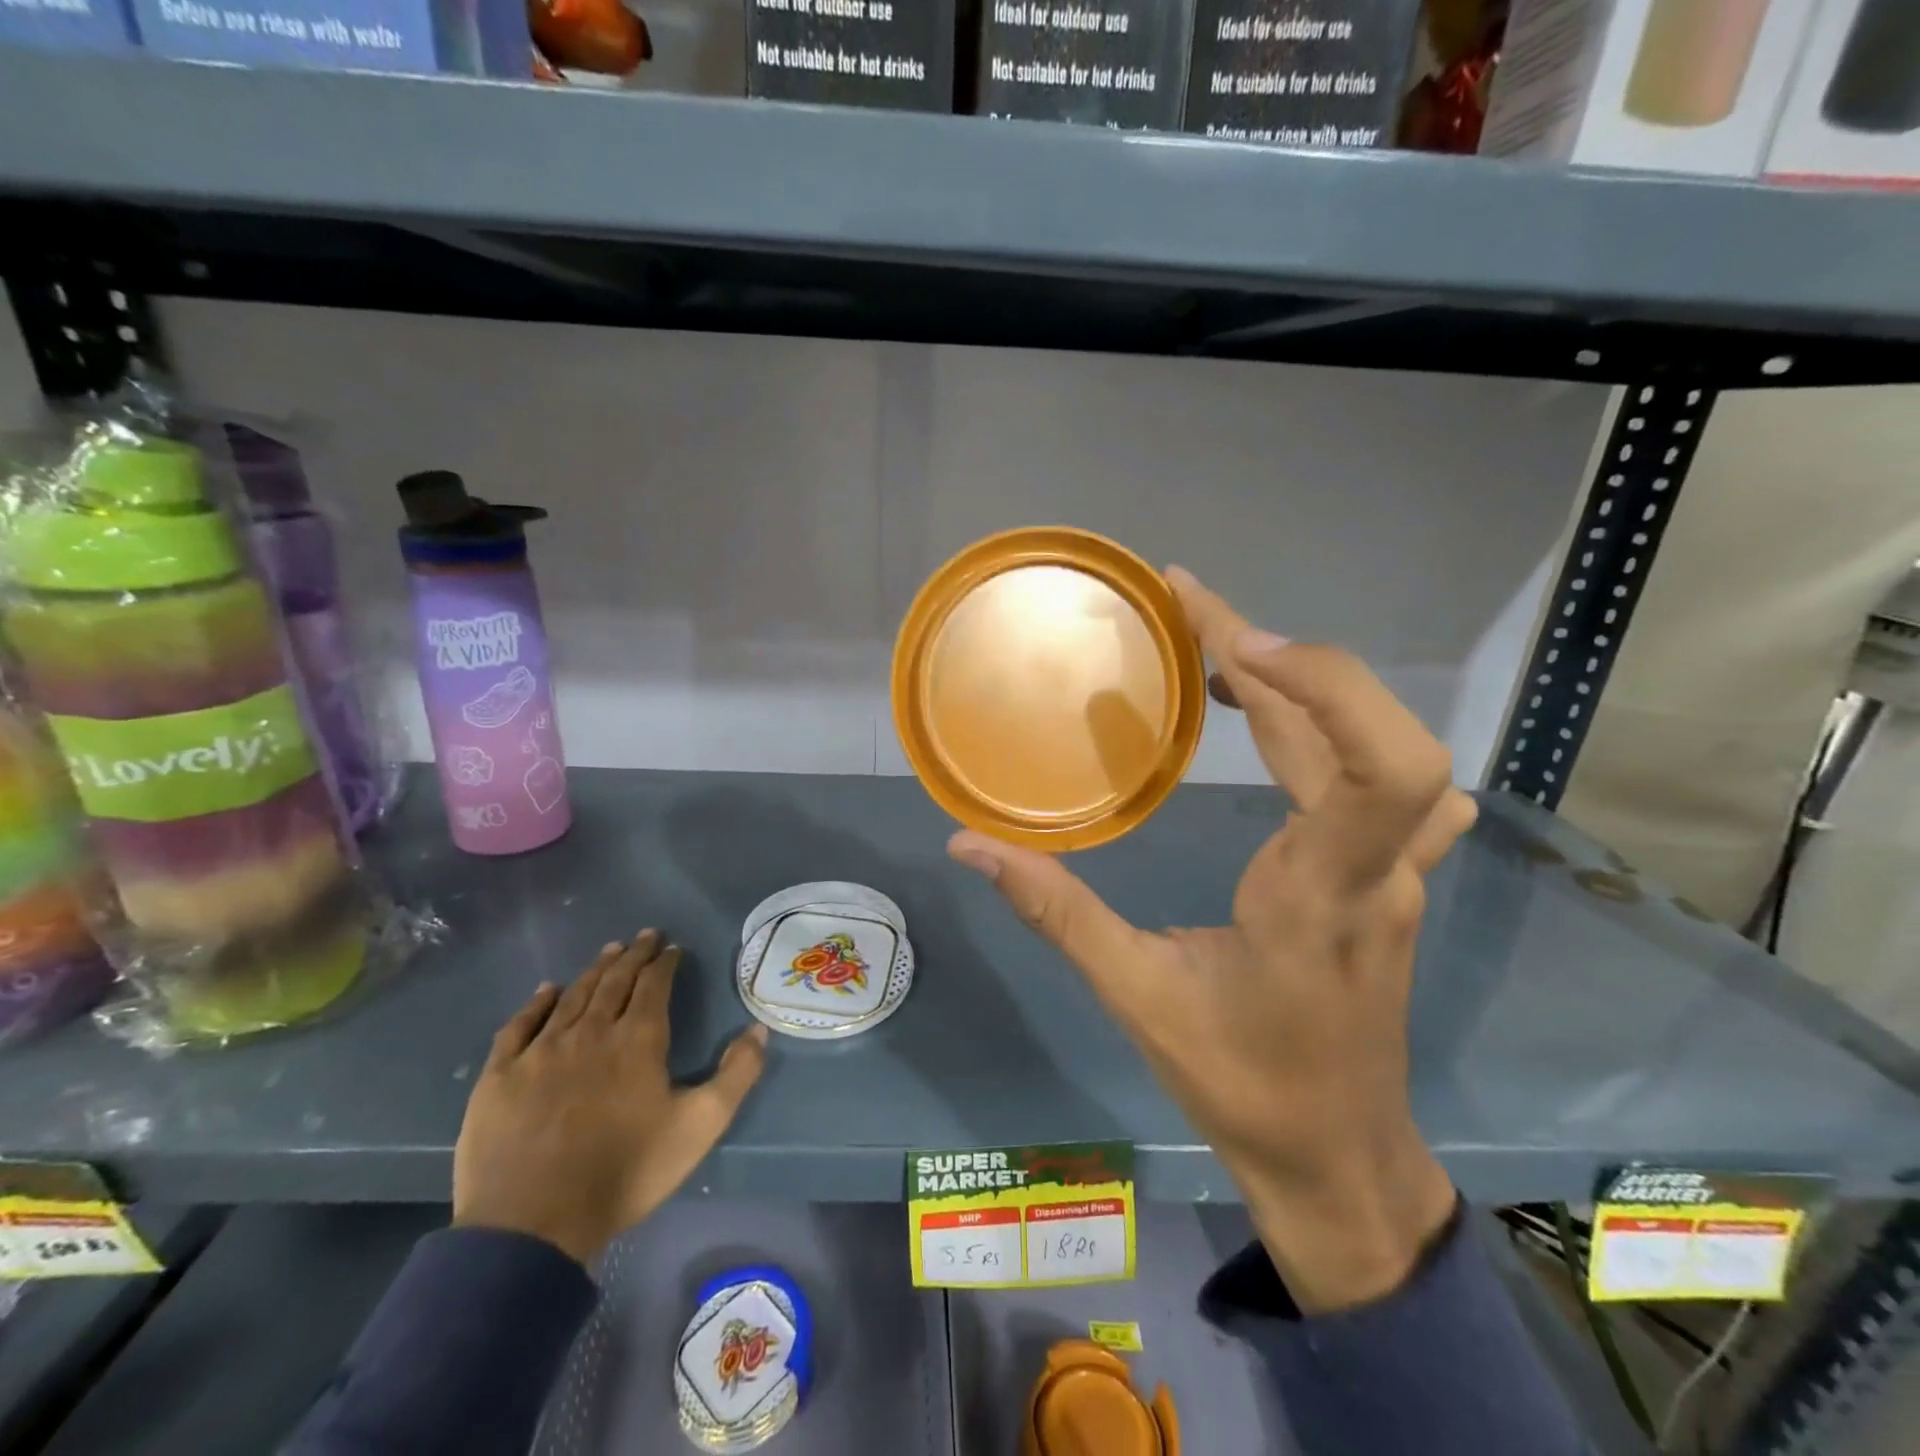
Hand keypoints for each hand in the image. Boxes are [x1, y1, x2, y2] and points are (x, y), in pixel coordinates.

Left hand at [453, 930, 768, 1265]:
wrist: (532, 1227)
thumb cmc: (625, 1172)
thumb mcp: (700, 1126)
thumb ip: (736, 1074)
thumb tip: (759, 1029)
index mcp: (637, 1039)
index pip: (654, 984)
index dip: (665, 962)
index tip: (673, 948)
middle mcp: (590, 1032)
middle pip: (614, 981)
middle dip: (633, 955)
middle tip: (645, 936)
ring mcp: (541, 1051)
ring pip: (572, 996)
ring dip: (594, 970)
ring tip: (609, 951)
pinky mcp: (501, 1075)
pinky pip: (520, 1025)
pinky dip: (537, 1003)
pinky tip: (547, 990)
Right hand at [948, 567, 1476, 1313]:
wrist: (1339, 1159)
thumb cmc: (1242, 1084)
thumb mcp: (1137, 997)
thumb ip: (1056, 914)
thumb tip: (970, 848)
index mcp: (1318, 893)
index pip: (1377, 766)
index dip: (1319, 683)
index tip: (1230, 642)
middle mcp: (1374, 870)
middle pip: (1374, 732)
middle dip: (1282, 653)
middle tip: (1188, 605)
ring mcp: (1396, 875)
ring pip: (1378, 750)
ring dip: (1306, 686)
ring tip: (1222, 655)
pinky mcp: (1392, 883)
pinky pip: (1388, 786)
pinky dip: (1341, 732)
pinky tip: (1297, 732)